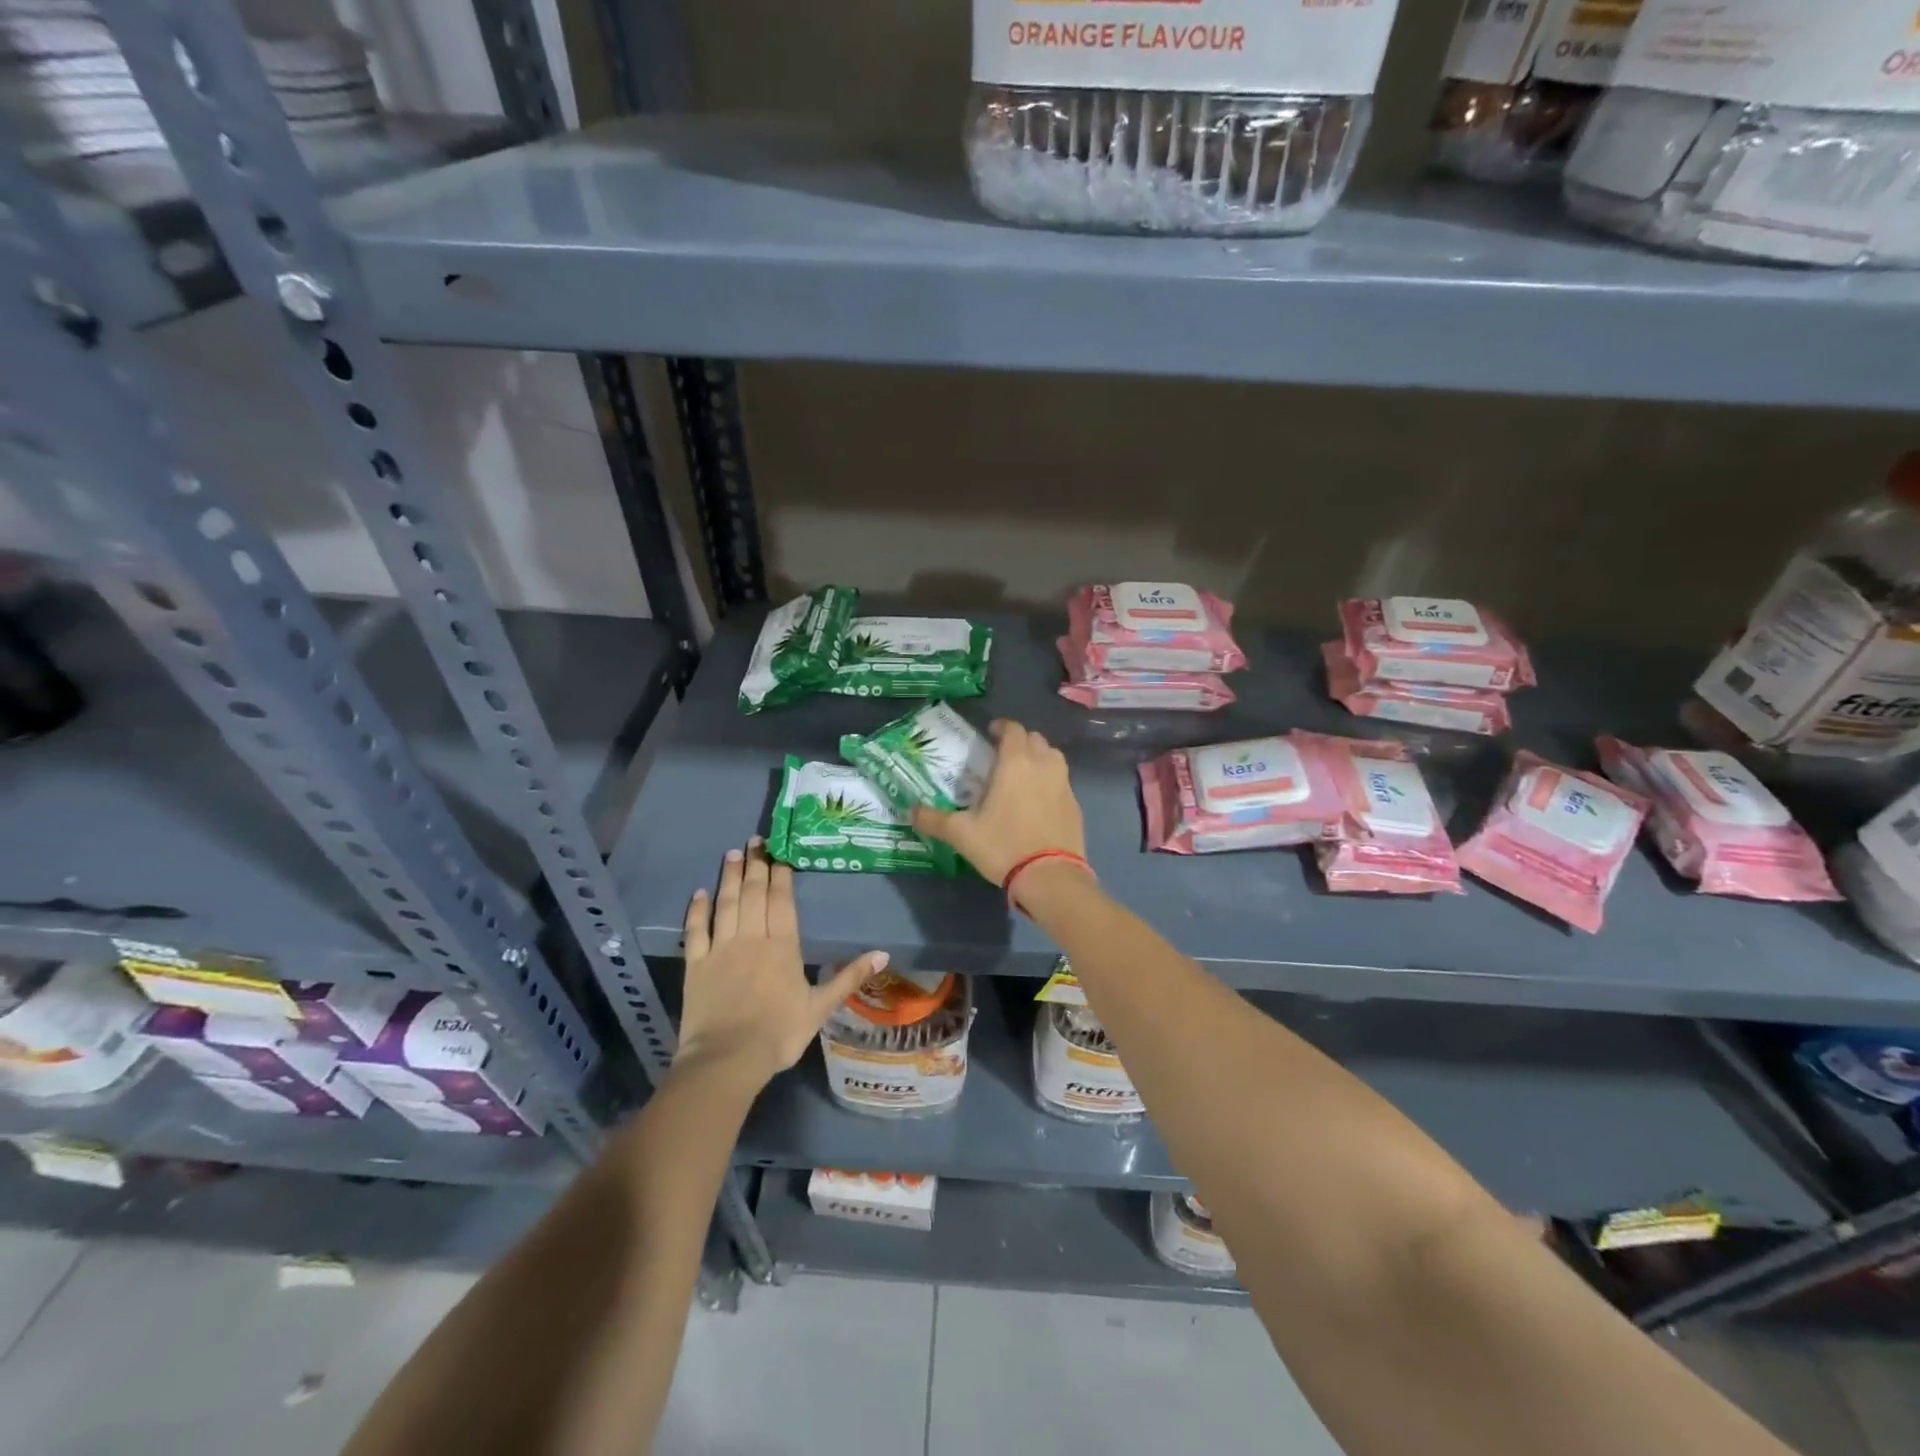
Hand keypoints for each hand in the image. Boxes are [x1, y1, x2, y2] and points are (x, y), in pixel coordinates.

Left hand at [677, 840, 885, 1087]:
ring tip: (733, 854)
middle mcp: (751, 938)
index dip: (780, 874)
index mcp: (782, 946)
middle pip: (754, 894)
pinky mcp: (695, 965)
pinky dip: (697, 910)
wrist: (727, 1059)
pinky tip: (699, 893)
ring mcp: (720, 949)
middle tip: (755, 840)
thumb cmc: (779, 1033)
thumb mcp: (820, 1007)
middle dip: (756, 865)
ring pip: (726, 904)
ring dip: (730, 877)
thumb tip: (883, 953)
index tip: (780, 852)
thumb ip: (849, 978)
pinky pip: (695, 930)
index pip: (782, 901)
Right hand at [913, 719, 1085, 885]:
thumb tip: (910, 811)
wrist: (1050, 877)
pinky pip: (1061, 781)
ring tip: (1022, 774)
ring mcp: (1064, 784)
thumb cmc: (1003, 846)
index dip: (1002, 727)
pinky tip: (1037, 801)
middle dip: (1019, 741)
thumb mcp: (962, 834)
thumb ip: (934, 819)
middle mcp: (1043, 765)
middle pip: (1035, 739)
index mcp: (1016, 763)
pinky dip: (1050, 781)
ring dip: (1038, 757)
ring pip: (1053, 757)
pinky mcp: (1075, 805)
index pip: (1013, 730)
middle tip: (1002, 755)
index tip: (991, 732)